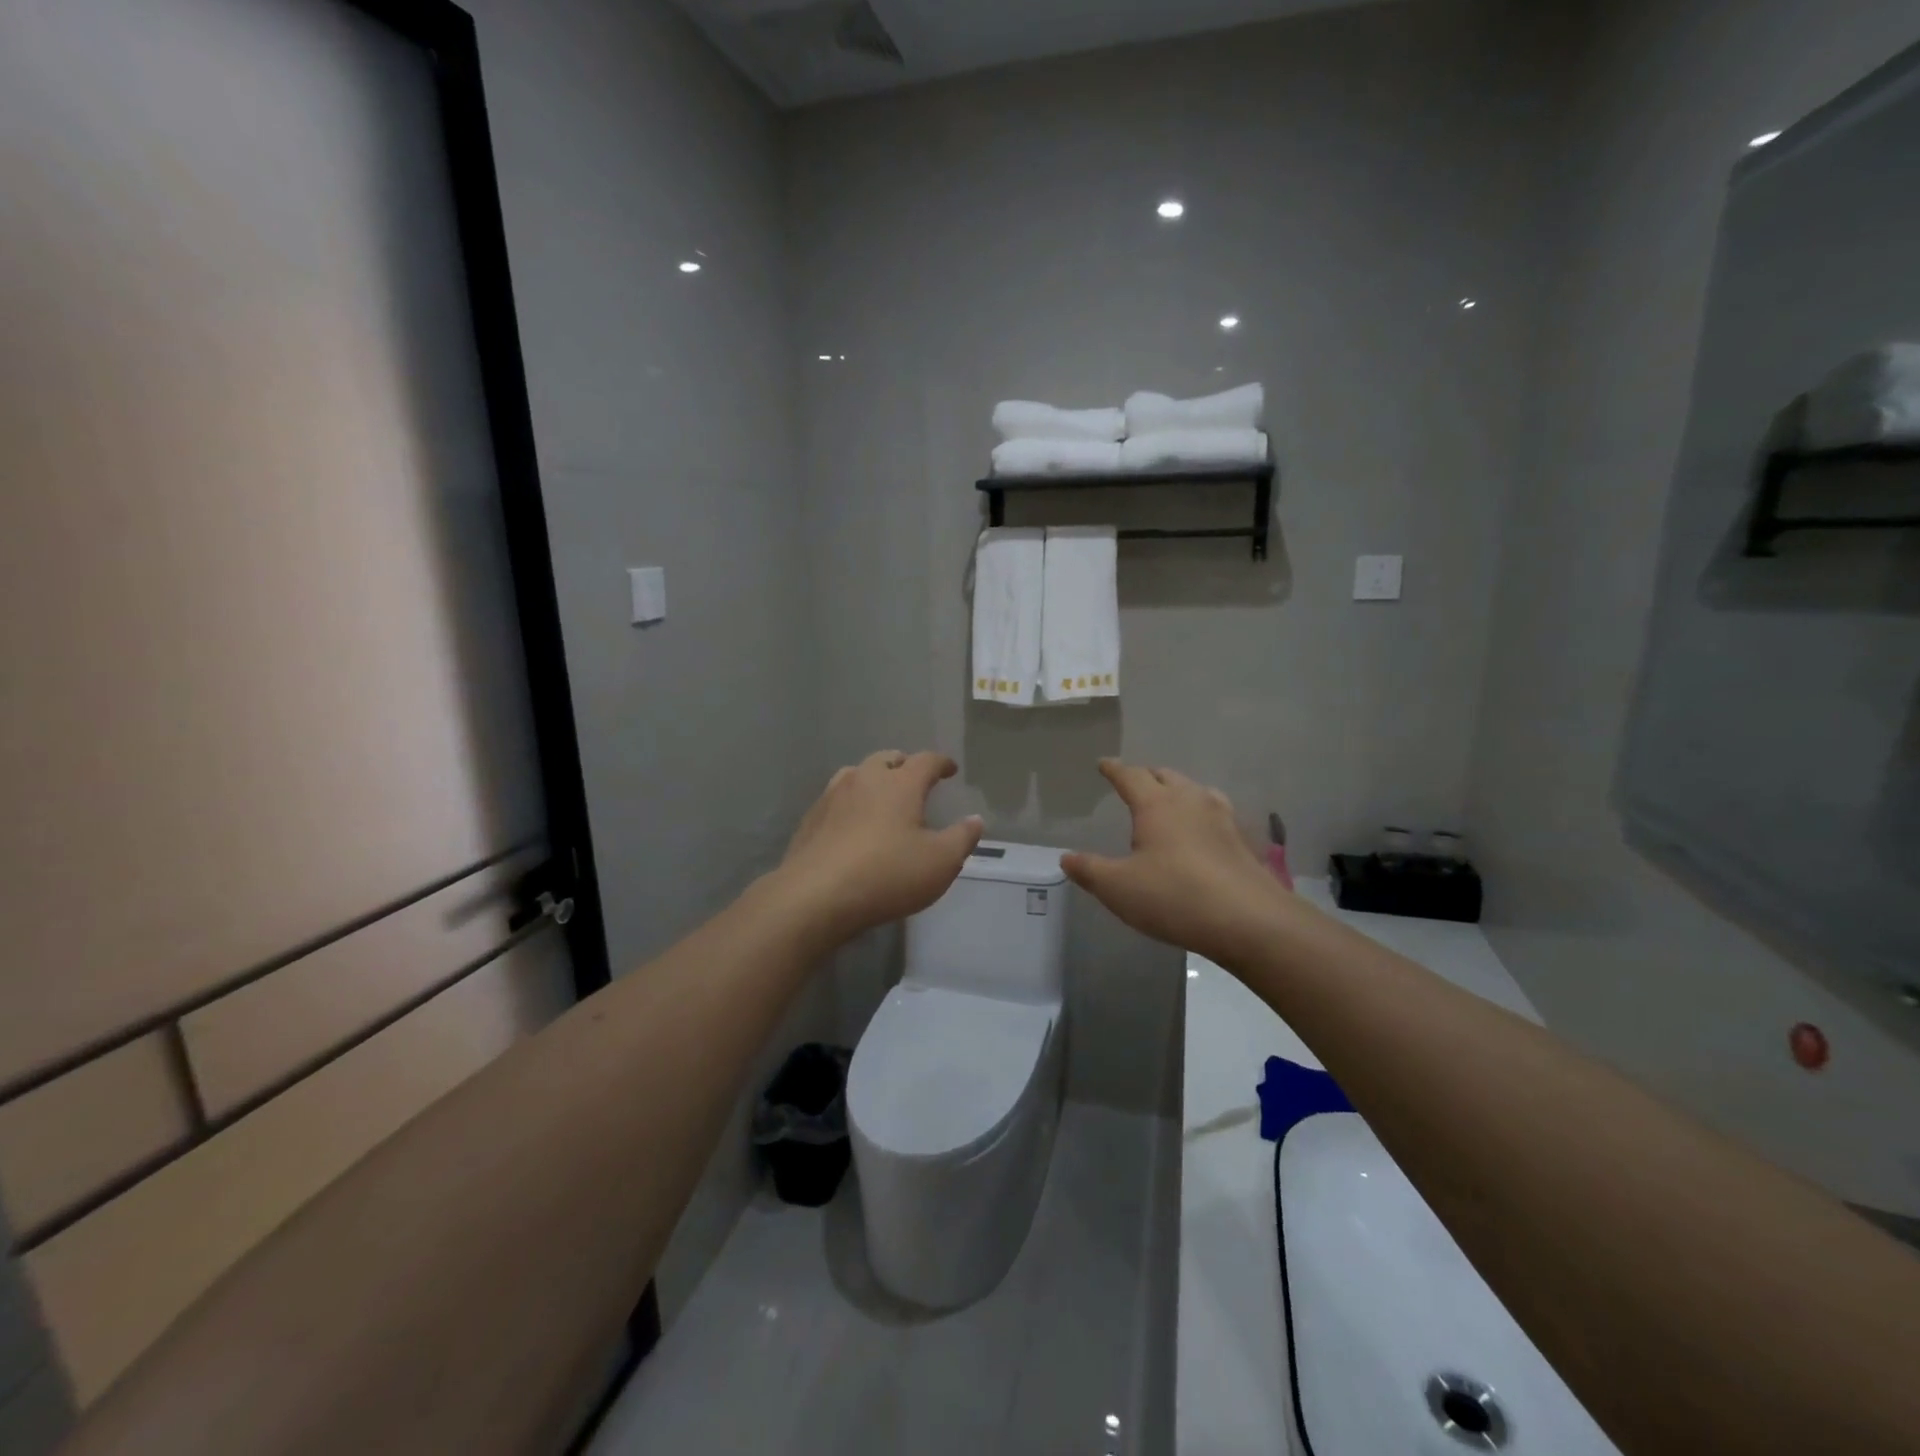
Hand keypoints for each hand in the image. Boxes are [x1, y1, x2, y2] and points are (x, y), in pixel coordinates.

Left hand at [776, 750, 984, 945]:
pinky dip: (850, 802)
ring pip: (856, 774)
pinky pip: (836, 799)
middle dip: (904, 765)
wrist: (815, 897)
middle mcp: (864, 779)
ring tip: (882, 796)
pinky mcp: (811, 819)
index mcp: (899, 784)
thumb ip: (962, 838)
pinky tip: (852, 823)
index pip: (926, 761)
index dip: (941, 763)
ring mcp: (832, 797)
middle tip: (915, 779)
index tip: (950, 769)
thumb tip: (975, 819)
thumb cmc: (887, 875)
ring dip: (873, 779)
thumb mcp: (940, 862)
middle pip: (887, 759)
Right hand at [1063, 759, 1287, 965]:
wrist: (1249, 920)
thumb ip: (1090, 870)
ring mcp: (1221, 818)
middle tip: (1134, 783)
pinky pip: (1215, 812)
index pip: (1130, 776)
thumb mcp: (1119, 888)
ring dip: (1177, 790)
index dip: (1114, 769)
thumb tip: (1066, 857)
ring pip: (1195, 790)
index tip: (1104, 764)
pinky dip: (1200, 812)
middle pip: (1166, 776)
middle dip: (1147, 776)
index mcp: (1156, 805)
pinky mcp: (1241, 840)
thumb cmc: (1174, 896)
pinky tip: (1201, 831)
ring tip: (1168, 801)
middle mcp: (1190, 801)